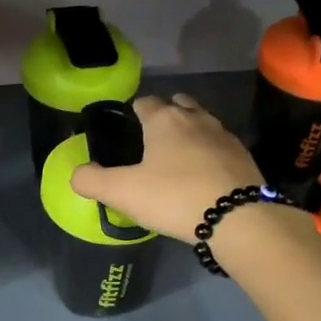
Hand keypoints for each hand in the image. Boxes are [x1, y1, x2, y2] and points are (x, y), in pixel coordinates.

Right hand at [70, 94, 263, 242]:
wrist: (239, 218)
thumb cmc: (174, 197)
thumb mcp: (122, 193)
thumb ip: (92, 181)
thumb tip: (76, 174)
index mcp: (165, 120)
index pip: (144, 102)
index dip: (133, 114)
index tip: (127, 133)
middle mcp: (196, 118)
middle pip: (178, 104)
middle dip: (165, 117)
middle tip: (152, 144)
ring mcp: (225, 135)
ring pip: (202, 123)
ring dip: (190, 135)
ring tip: (178, 161)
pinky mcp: (244, 157)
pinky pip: (220, 147)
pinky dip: (209, 155)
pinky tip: (203, 178)